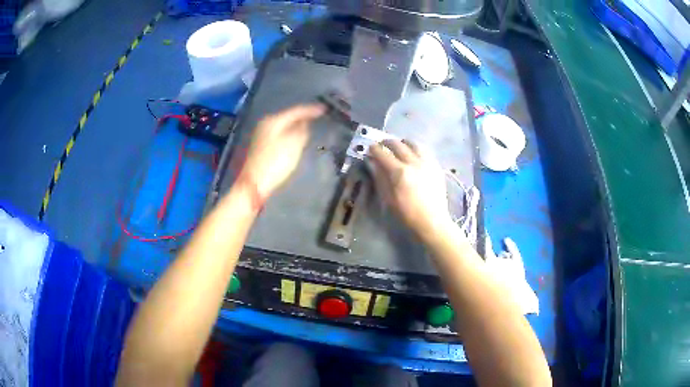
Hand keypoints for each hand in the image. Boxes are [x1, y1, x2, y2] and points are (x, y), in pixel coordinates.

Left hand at [239, 104, 324, 197]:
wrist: (254, 182)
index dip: (311, 110)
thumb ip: (302, 130)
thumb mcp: (294, 144)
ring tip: (309, 124)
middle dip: (303, 116)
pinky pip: (279, 133)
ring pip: (283, 125)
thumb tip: (304, 123)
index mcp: (274, 120)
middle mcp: (266, 124)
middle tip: (317, 115)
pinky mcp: (260, 146)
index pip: (296, 111)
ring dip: (296, 124)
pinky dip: (289, 132)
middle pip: (288, 116)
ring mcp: (261, 134)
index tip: (324, 109)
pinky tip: (295, 136)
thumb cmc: (275, 162)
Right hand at [369, 139, 453, 241]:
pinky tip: (413, 155)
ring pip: (414, 144)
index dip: (374, 149)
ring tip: (399, 147)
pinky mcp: (436, 166)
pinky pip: (425, 151)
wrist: (432, 222)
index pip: (383, 154)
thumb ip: (380, 178)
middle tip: (382, 145)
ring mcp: (427, 163)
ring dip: (403, 143)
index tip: (370, 148)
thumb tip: (374, 163)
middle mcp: (414, 163)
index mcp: (399, 173)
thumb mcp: (388, 199)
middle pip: (398, 145)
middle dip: (387, 142)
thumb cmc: (407, 214)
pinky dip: (416, 149)